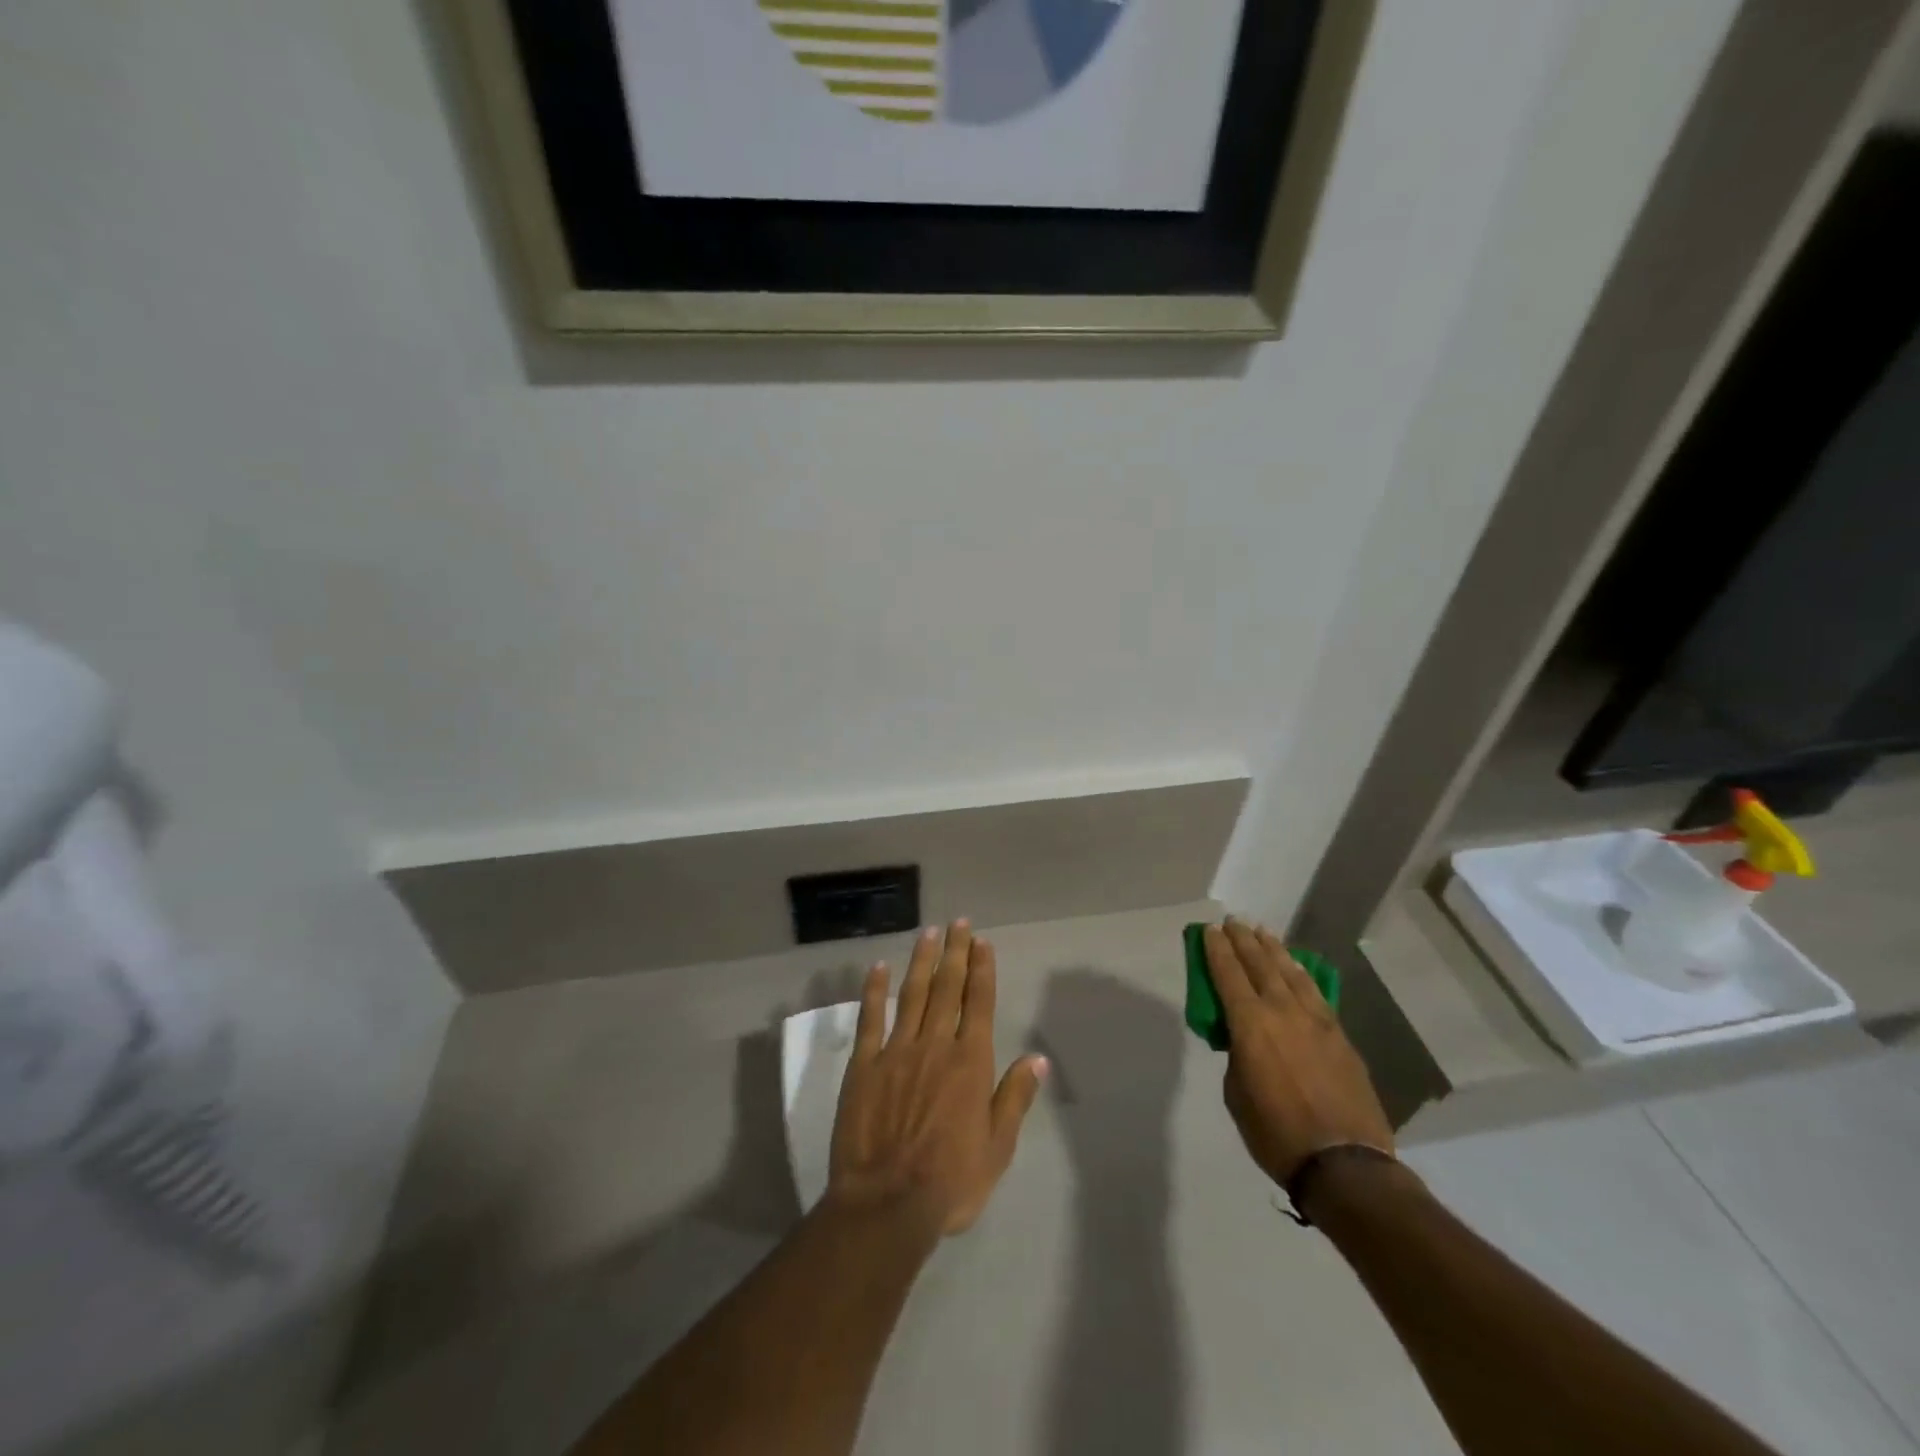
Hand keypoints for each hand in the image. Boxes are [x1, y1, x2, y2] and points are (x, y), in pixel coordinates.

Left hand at [828, 920, 1047, 1237]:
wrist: (887, 1203)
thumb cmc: (951, 1181)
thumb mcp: (998, 1148)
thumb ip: (1015, 1098)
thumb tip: (1037, 1059)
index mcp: (970, 1062)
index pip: (979, 1003)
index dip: (981, 969)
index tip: (981, 941)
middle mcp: (935, 1044)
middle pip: (948, 988)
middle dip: (955, 952)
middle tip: (958, 922)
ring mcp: (896, 1050)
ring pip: (912, 994)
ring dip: (922, 961)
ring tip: (928, 933)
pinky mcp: (864, 1064)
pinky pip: (871, 1018)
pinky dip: (875, 990)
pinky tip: (878, 967)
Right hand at [1206, 919, 1393, 1185]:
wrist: (1345, 1164)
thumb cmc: (1276, 1133)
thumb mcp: (1237, 1094)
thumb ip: (1237, 1057)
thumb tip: (1245, 1043)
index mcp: (1250, 1024)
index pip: (1228, 974)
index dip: (1216, 949)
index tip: (1209, 930)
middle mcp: (1283, 1011)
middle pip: (1260, 964)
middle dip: (1243, 940)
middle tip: (1233, 921)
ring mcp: (1317, 1021)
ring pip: (1291, 973)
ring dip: (1274, 950)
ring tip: (1263, 932)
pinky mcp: (1340, 1036)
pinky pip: (1315, 992)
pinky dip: (1301, 974)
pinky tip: (1297, 967)